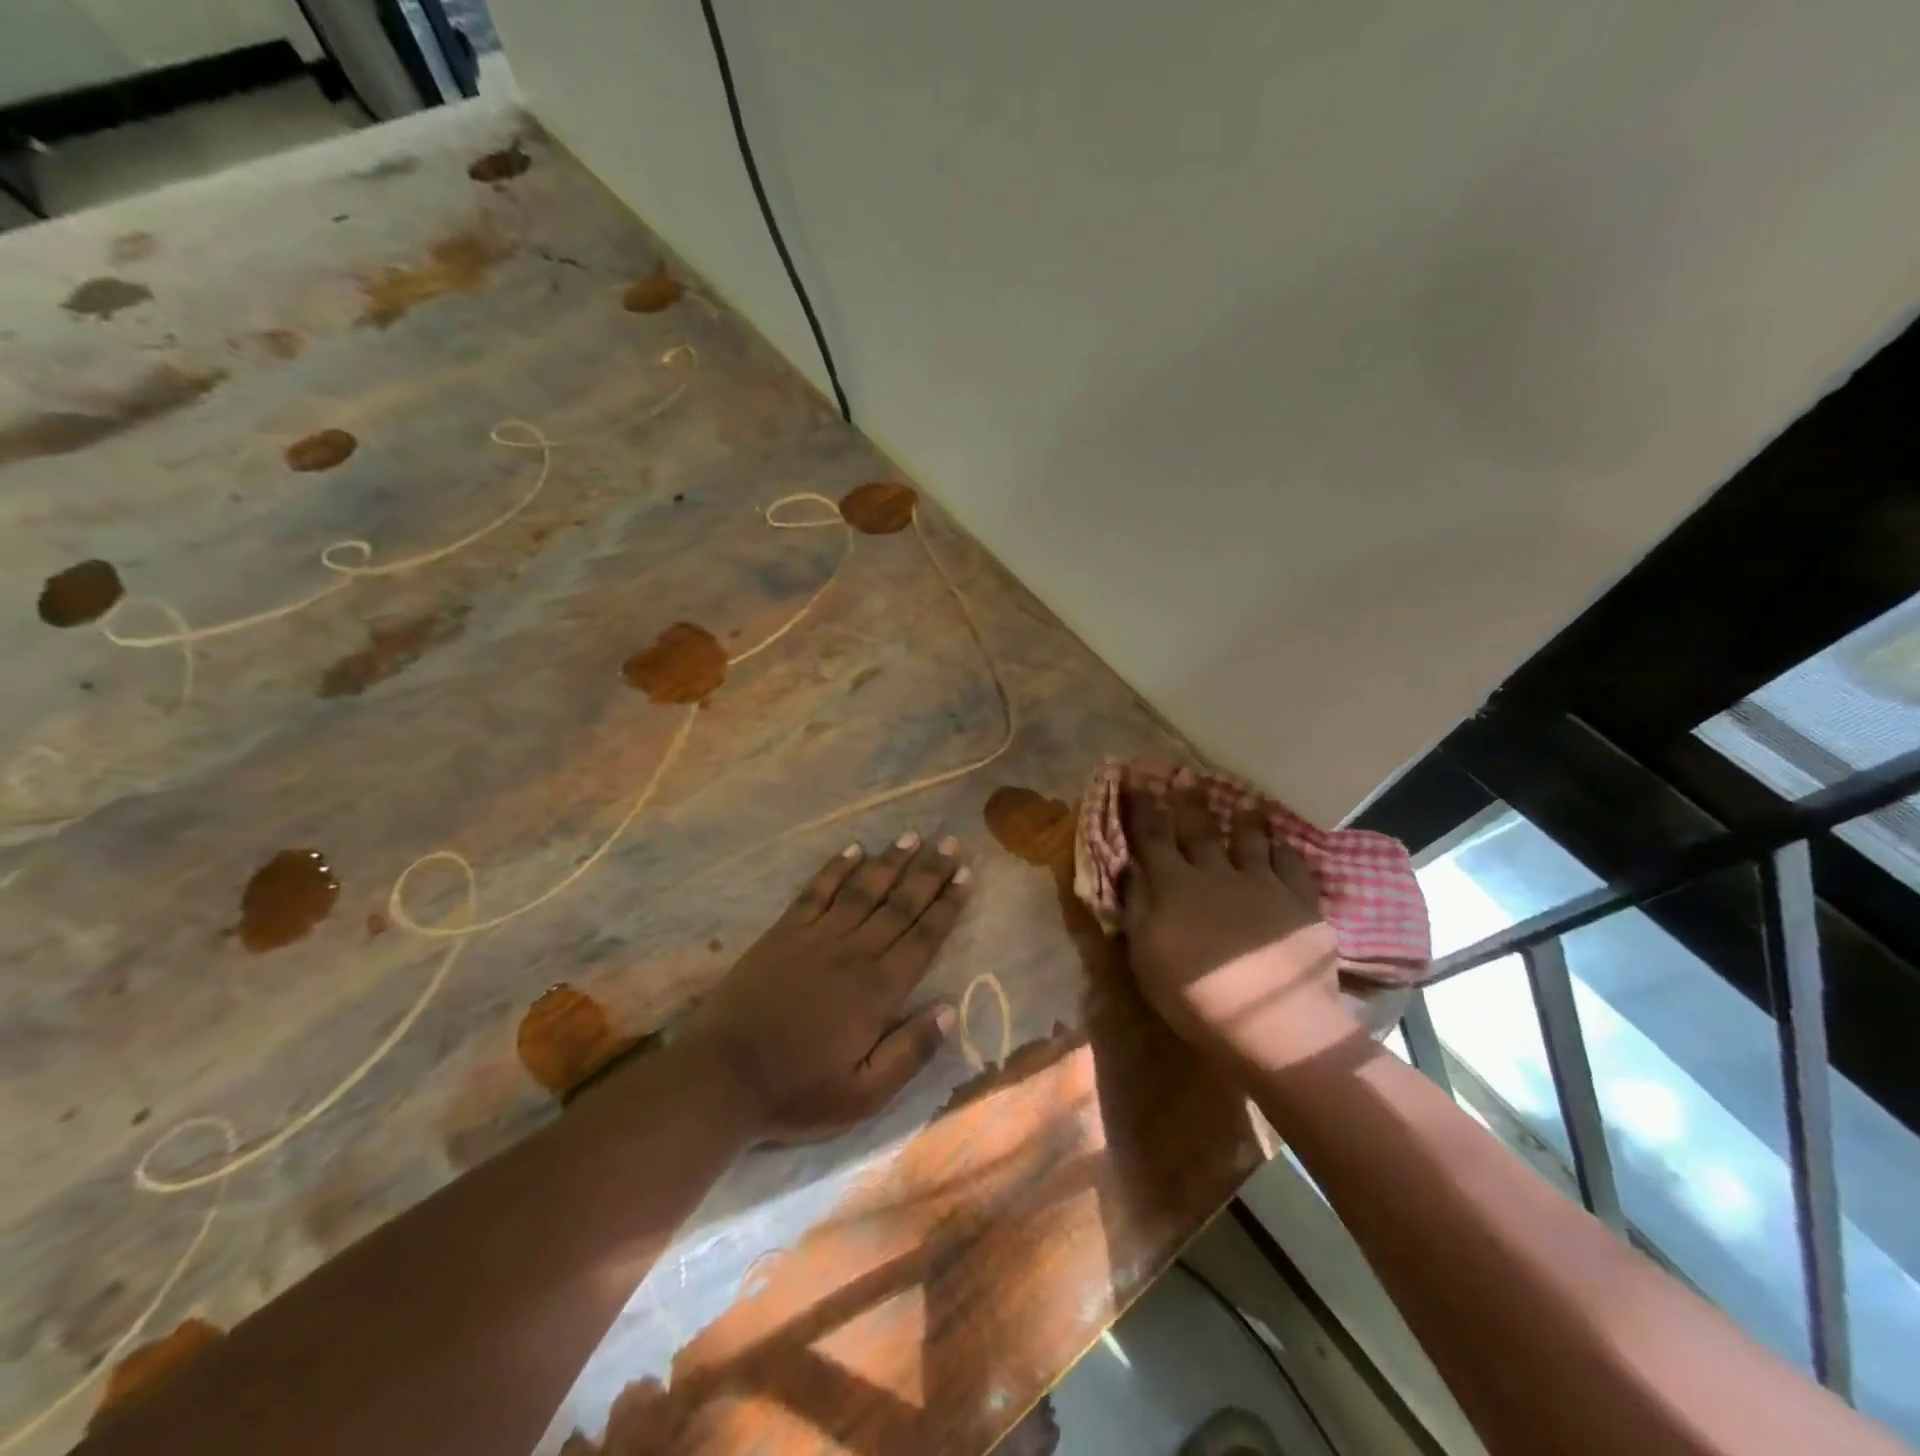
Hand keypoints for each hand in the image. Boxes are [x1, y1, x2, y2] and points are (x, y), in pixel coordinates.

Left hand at [684, 831, 968, 1142]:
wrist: (721, 1078)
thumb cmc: (796, 1092)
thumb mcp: (863, 1096)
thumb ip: (910, 1054)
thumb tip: (950, 1011)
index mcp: (878, 991)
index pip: (923, 938)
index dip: (947, 905)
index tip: (966, 874)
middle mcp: (853, 953)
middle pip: (899, 905)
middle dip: (928, 873)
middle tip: (951, 843)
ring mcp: (815, 938)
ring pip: (862, 890)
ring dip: (889, 862)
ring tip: (912, 836)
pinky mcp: (783, 933)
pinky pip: (816, 892)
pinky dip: (835, 869)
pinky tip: (853, 849)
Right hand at [1120, 785, 1361, 1070]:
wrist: (1273, 1023)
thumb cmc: (1195, 996)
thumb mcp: (1146, 957)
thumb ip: (1137, 907)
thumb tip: (1131, 868)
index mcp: (1175, 886)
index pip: (1152, 835)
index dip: (1142, 804)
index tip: (1135, 776)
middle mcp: (1216, 874)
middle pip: (1199, 830)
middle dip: (1189, 801)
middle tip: (1185, 774)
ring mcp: (1262, 885)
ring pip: (1250, 841)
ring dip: (1244, 818)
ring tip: (1245, 799)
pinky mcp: (1299, 903)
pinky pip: (1291, 865)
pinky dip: (1284, 849)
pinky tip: (1284, 841)